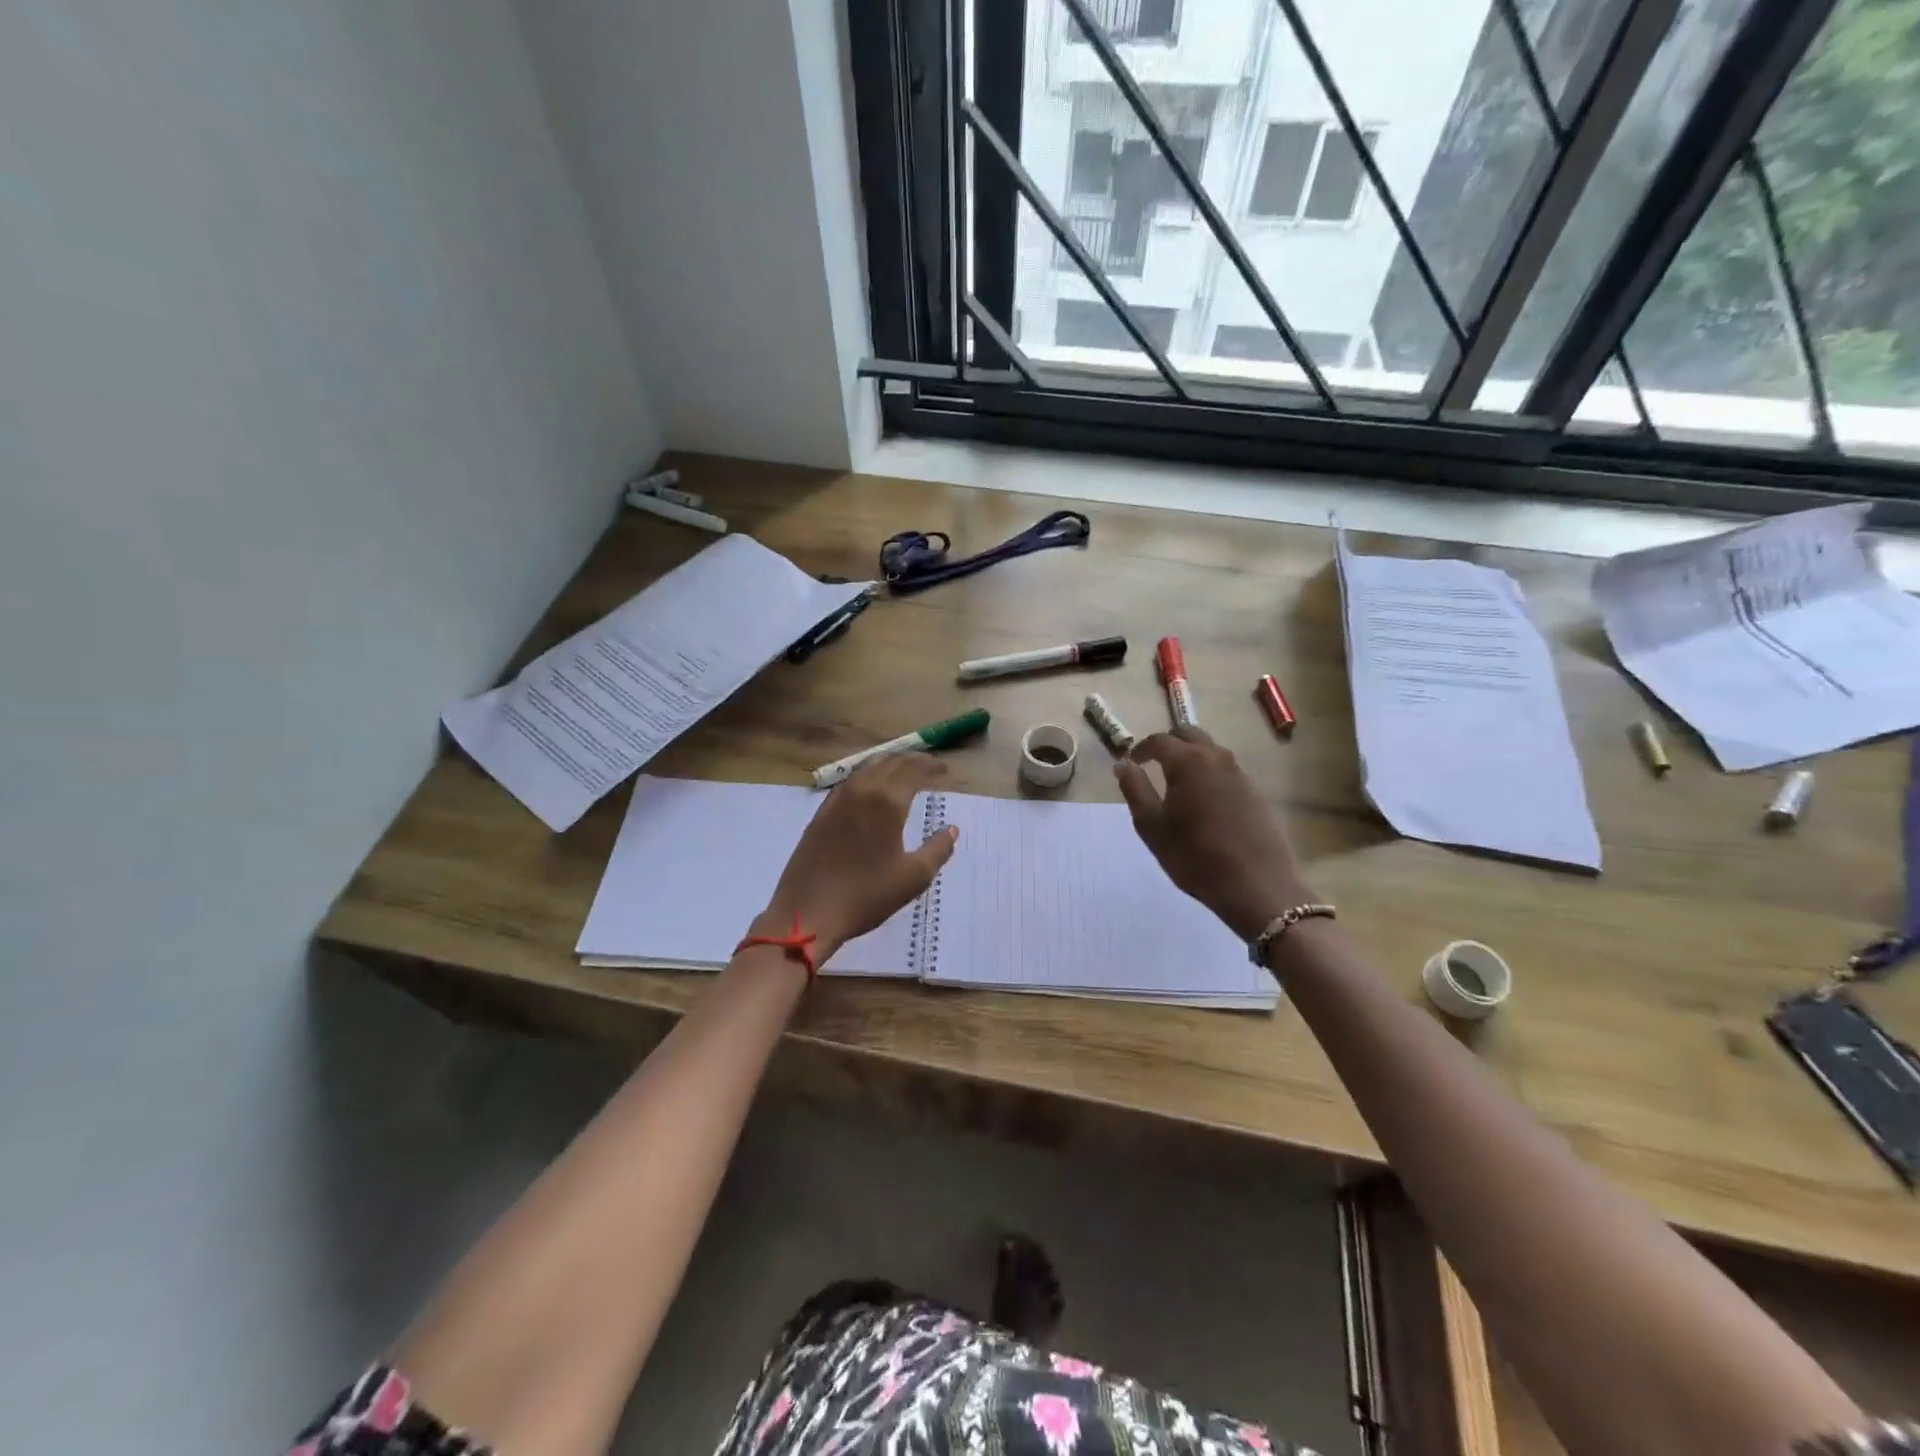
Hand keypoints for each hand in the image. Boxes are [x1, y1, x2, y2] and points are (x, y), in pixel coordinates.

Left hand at [757, 755, 958, 960]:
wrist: (807, 911)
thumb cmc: (866, 895)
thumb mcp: (913, 877)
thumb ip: (938, 849)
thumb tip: (952, 830)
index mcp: (887, 800)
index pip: (913, 769)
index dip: (931, 766)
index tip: (945, 771)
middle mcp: (862, 789)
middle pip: (890, 761)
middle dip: (912, 760)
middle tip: (929, 767)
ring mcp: (837, 799)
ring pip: (868, 767)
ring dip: (889, 765)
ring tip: (904, 774)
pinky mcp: (821, 812)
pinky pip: (850, 782)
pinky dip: (869, 777)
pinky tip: (873, 791)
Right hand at [1116, 728, 1312, 940]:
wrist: (1256, 885)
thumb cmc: (1194, 856)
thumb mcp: (1151, 826)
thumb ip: (1135, 789)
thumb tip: (1124, 763)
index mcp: (1188, 762)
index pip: (1160, 740)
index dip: (1141, 748)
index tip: (1132, 761)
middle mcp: (1217, 758)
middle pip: (1190, 734)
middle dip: (1168, 742)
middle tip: (1153, 762)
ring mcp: (1241, 774)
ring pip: (1211, 750)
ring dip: (1191, 755)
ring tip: (1177, 781)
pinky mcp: (1256, 792)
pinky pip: (1227, 770)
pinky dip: (1210, 773)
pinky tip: (1205, 800)